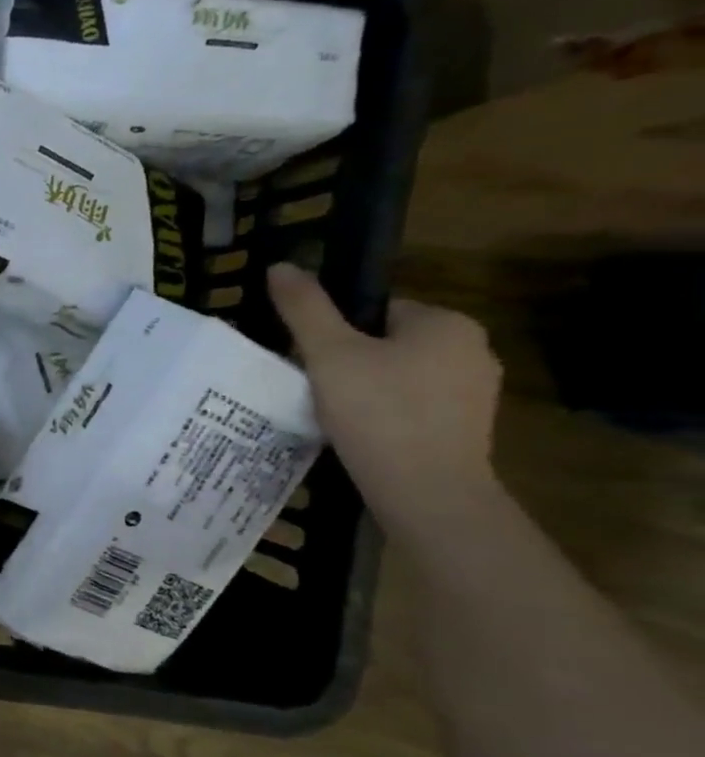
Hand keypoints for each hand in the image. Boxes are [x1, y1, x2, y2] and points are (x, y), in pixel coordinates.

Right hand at [268, 262, 503, 519]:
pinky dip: (384, 416)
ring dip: (366, 390)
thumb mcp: (328, 353)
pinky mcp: (468, 429)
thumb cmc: (377, 410)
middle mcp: (473, 350)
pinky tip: (360, 434)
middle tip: (315, 387)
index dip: (336, 332)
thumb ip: (305, 307)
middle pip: (387, 343)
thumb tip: (281, 266)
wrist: (425, 490)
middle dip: (350, 362)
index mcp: (446, 323)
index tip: (312, 359)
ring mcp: (476, 394)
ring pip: (399, 377)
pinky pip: (413, 408)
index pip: (377, 311)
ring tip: (332, 414)